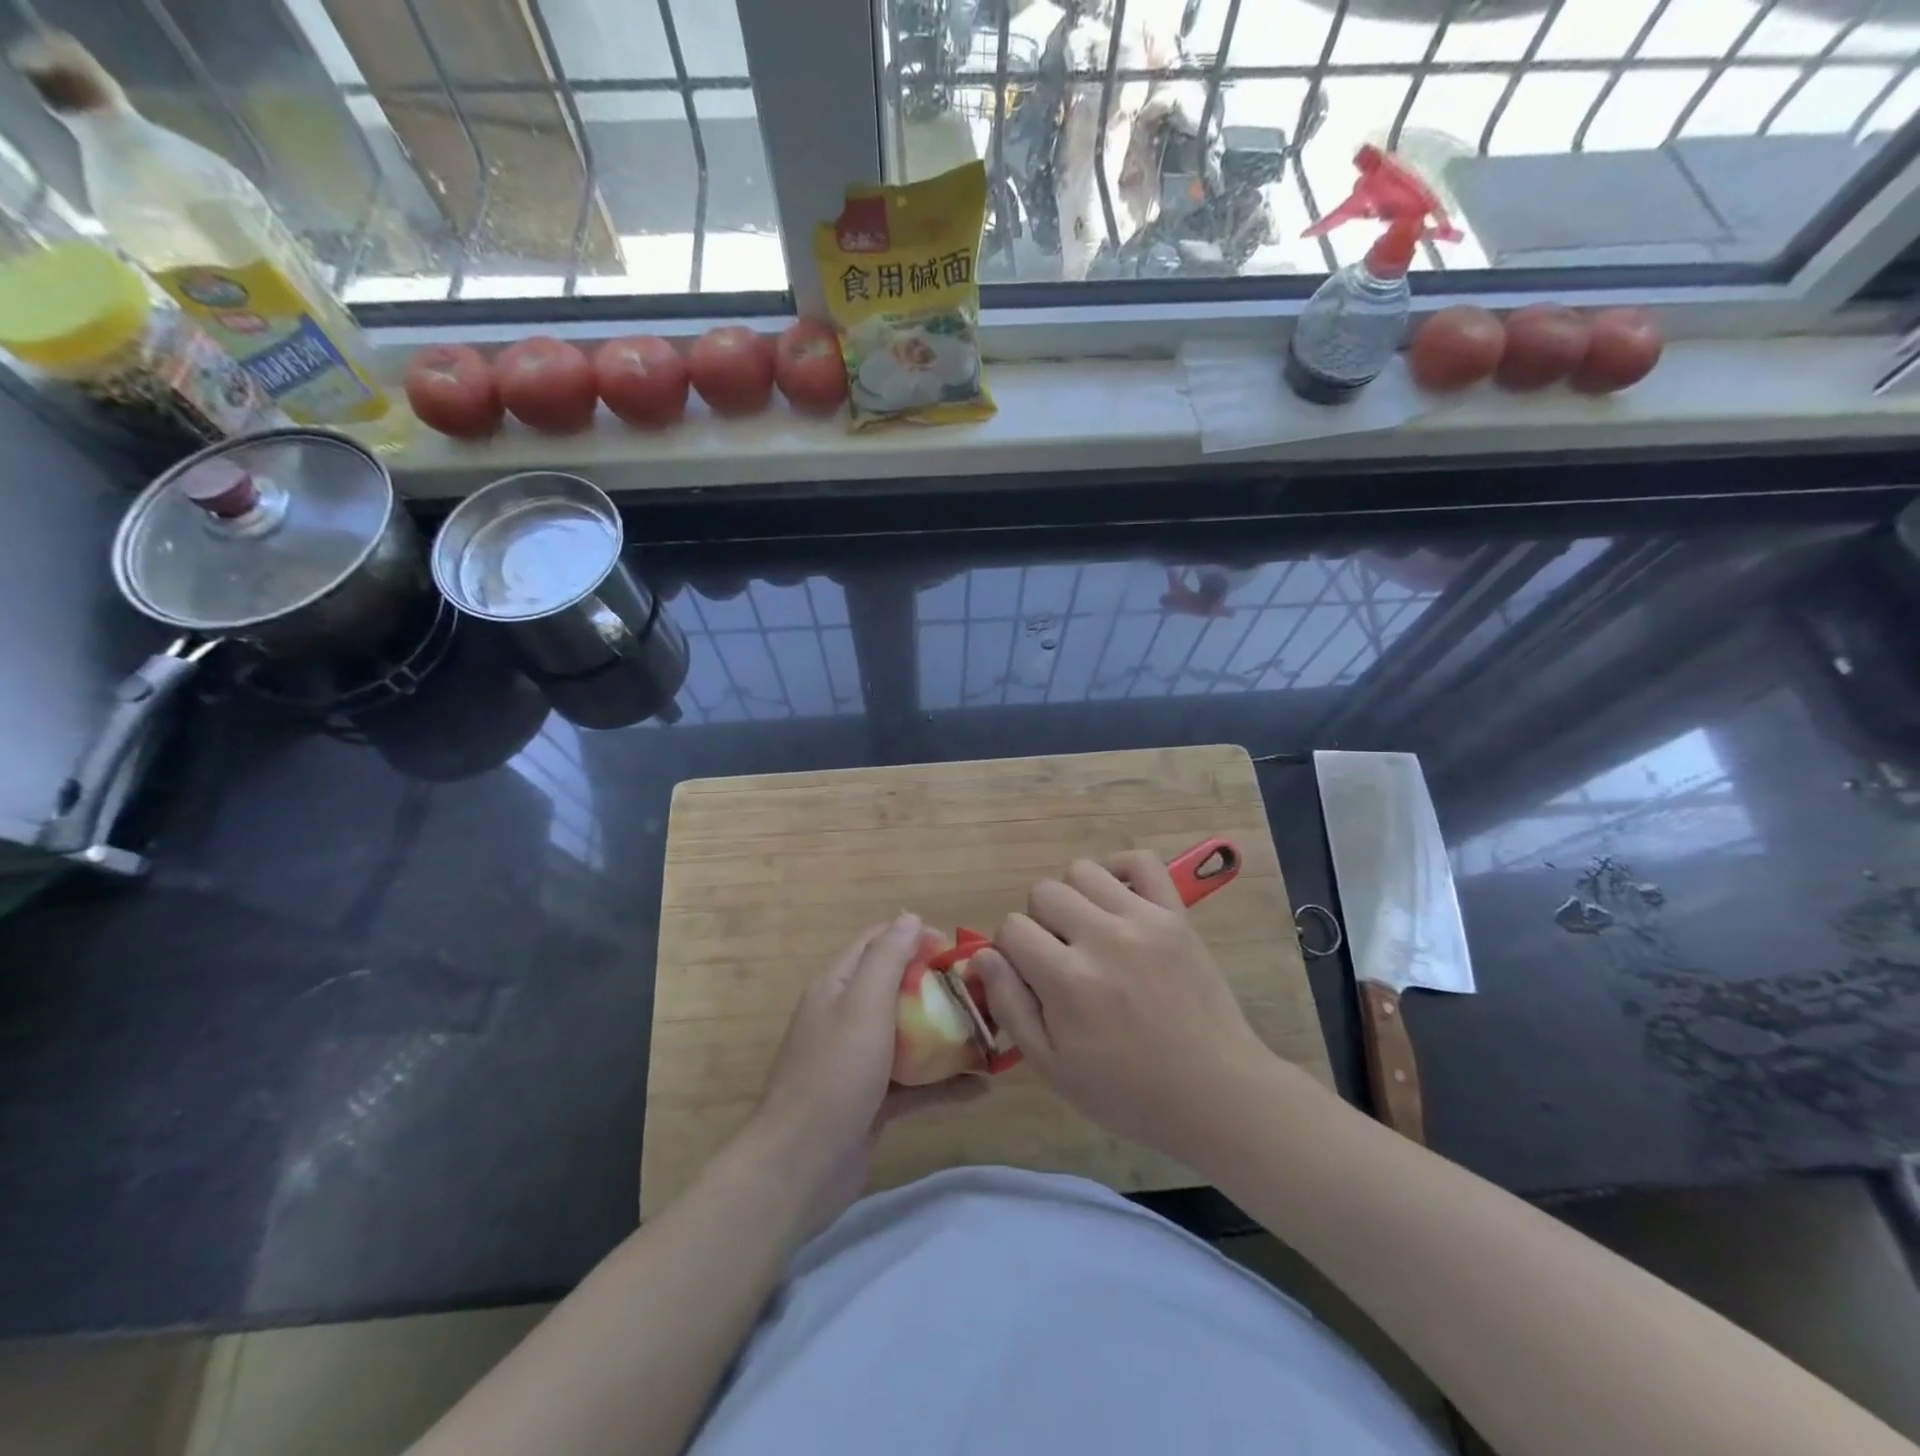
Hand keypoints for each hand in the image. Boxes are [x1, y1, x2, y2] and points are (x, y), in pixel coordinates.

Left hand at [741, 913, 985, 1238]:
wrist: (800, 1167)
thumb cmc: (834, 1075)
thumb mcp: (862, 1005)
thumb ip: (886, 959)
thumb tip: (909, 917)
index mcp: (838, 986)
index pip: (878, 942)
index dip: (916, 937)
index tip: (956, 951)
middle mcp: (848, 1016)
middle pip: (899, 988)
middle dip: (939, 987)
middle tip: (981, 994)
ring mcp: (860, 1061)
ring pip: (911, 1035)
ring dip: (947, 1034)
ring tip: (990, 1036)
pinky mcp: (873, 1100)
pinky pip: (915, 1082)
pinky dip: (944, 1082)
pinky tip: (980, 1088)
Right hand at [975, 852, 1274, 1162]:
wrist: (1214, 1092)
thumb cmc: (1126, 1091)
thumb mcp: (1052, 1067)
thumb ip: (1010, 1006)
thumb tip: (981, 956)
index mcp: (1068, 981)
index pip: (1012, 928)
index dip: (1011, 951)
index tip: (1030, 975)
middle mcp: (1103, 938)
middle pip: (1043, 892)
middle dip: (1040, 922)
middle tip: (1061, 956)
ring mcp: (1144, 920)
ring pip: (1082, 871)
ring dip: (1075, 897)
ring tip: (1090, 930)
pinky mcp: (1176, 914)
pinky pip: (1141, 861)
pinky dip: (1120, 871)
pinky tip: (1118, 902)